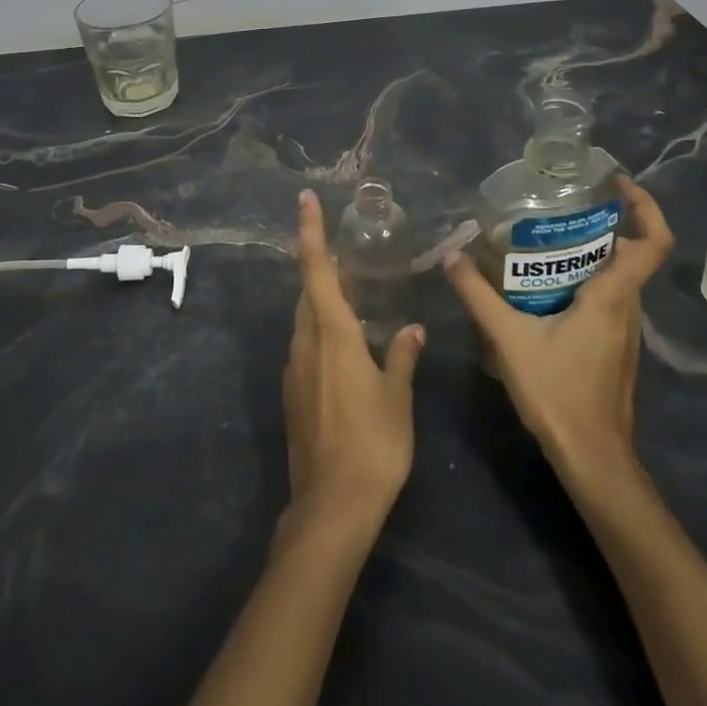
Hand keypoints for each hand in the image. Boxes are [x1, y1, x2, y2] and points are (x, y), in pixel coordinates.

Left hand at [282, 189, 425, 539]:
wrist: (331, 506)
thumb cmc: (372, 444)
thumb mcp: (397, 397)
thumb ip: (402, 357)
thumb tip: (413, 330)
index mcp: (331, 335)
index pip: (316, 270)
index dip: (311, 232)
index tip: (305, 199)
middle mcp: (306, 344)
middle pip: (307, 292)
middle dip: (322, 267)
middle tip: (348, 255)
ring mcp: (295, 370)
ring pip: (305, 320)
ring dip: (322, 300)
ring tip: (351, 294)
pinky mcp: (293, 394)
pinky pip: (305, 346)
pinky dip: (321, 330)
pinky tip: (344, 346)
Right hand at [444, 175, 672, 484]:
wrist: (591, 457)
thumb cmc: (558, 393)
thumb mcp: (509, 339)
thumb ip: (478, 296)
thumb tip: (451, 257)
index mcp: (613, 297)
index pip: (654, 243)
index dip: (646, 206)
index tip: (617, 185)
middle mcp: (628, 309)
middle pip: (630, 254)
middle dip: (600, 226)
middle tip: (557, 211)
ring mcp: (625, 331)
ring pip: (617, 279)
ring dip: (589, 256)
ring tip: (542, 245)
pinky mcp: (614, 348)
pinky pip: (606, 301)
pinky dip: (583, 284)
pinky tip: (543, 292)